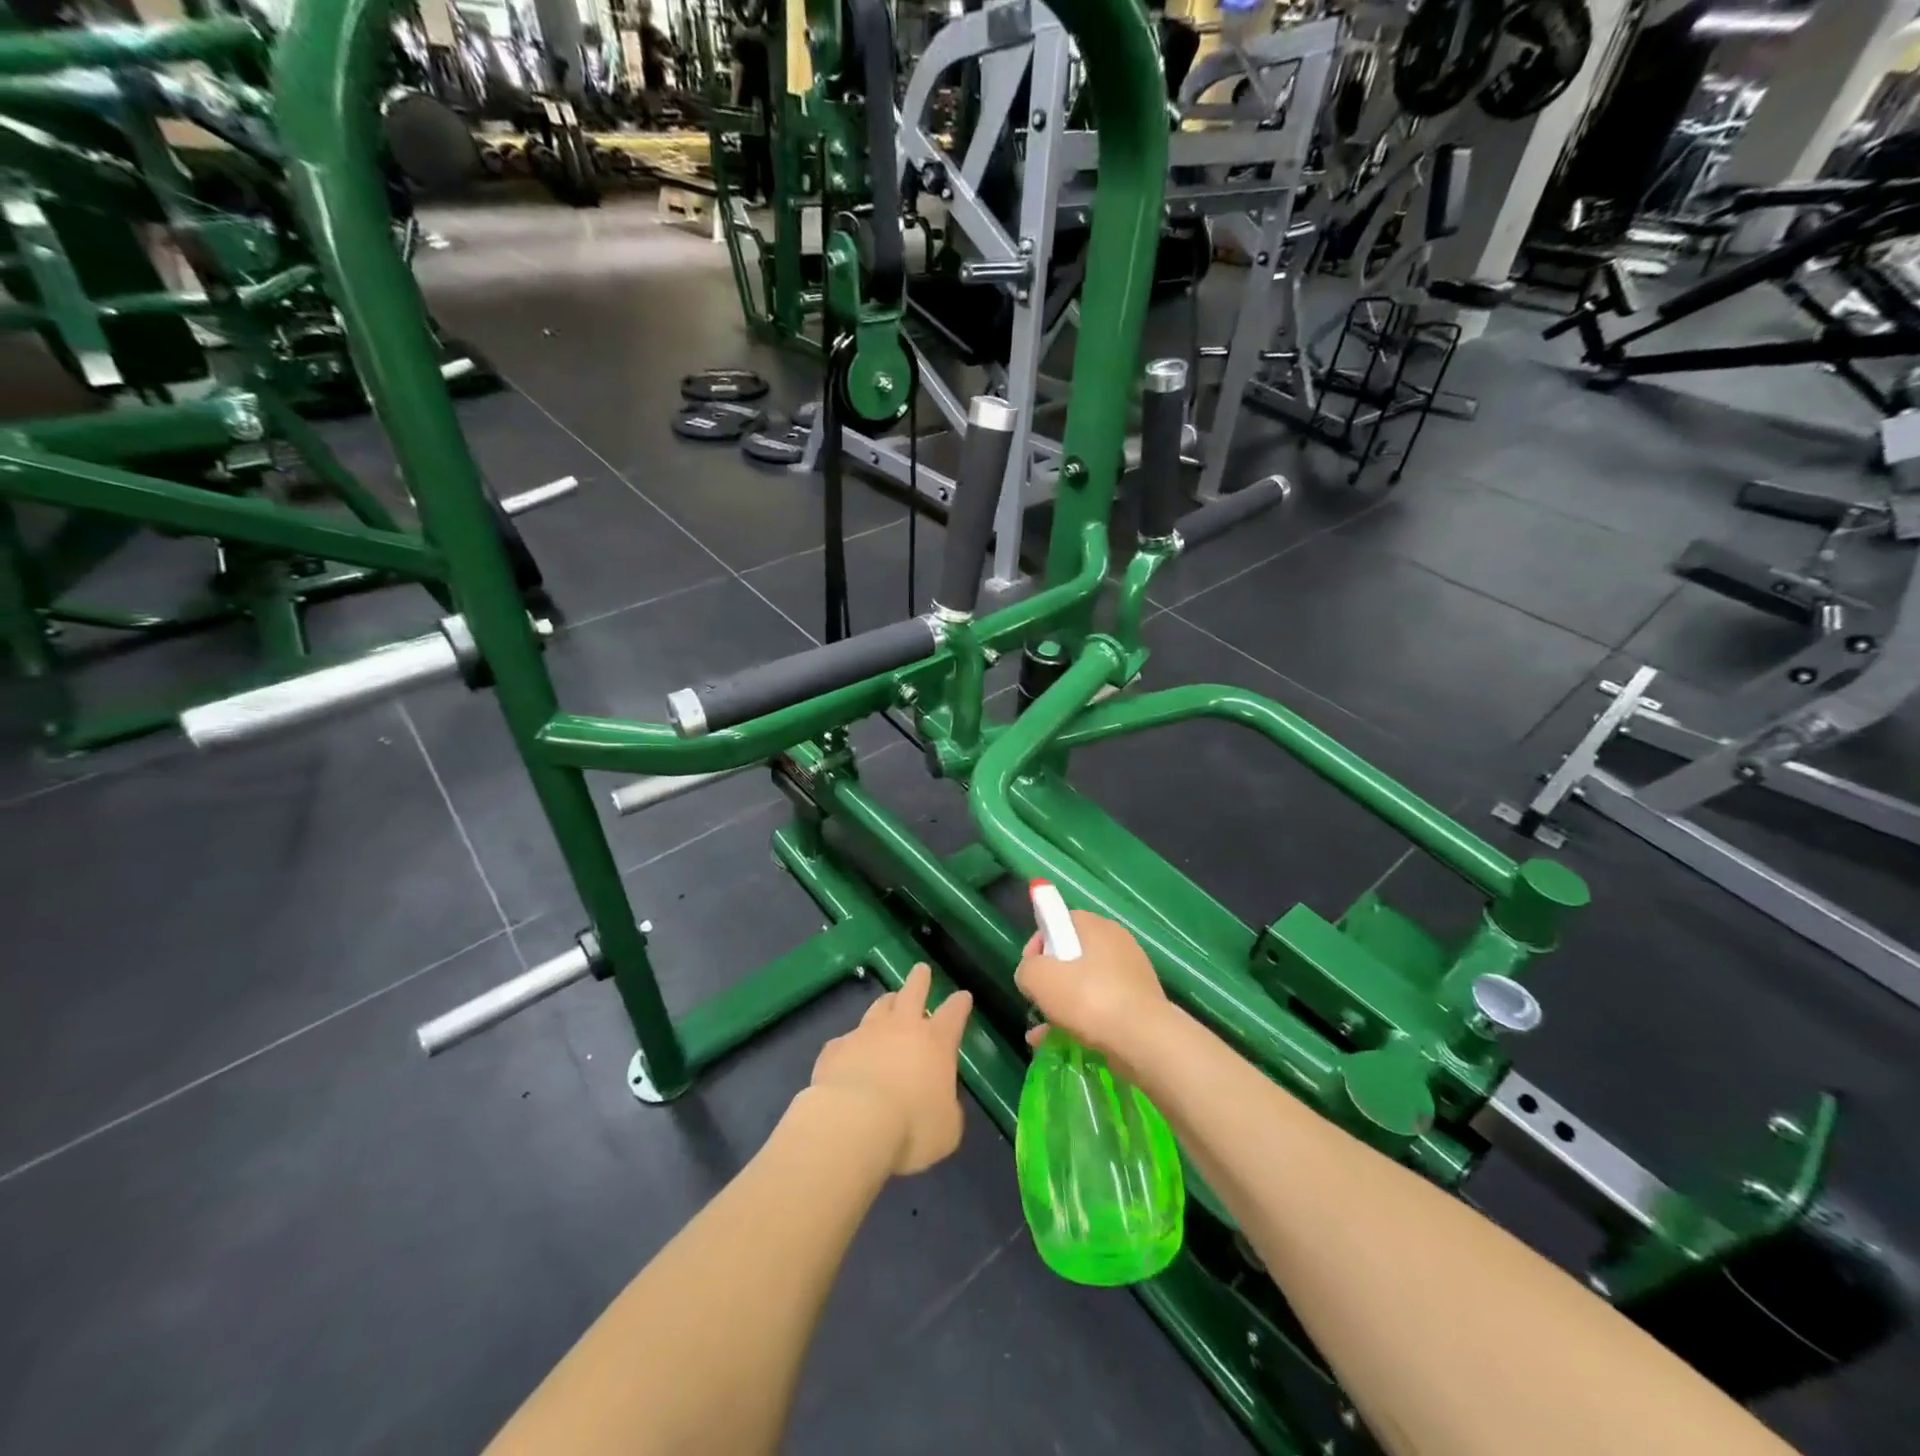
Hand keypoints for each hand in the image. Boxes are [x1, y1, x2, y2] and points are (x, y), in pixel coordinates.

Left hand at [807, 964, 972, 1175]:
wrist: (852, 1124)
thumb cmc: (911, 1128)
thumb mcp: (946, 1129)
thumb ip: (946, 1108)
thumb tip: (939, 1101)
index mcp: (936, 1042)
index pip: (954, 1013)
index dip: (960, 1004)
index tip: (963, 996)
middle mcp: (902, 1028)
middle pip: (913, 991)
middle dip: (920, 979)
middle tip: (922, 970)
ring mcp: (866, 1033)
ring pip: (879, 1007)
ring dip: (887, 1003)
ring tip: (889, 1001)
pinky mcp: (835, 1048)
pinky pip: (846, 1040)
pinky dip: (852, 1044)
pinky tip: (849, 1052)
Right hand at [1015, 910, 1167, 1060]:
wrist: (1145, 1042)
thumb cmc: (1089, 999)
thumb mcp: (1040, 978)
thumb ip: (1027, 970)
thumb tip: (1032, 975)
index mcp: (1097, 927)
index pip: (1061, 921)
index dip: (1039, 942)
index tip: (1030, 969)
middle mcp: (1118, 944)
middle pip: (1073, 954)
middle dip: (1051, 978)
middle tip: (1039, 1000)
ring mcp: (1132, 976)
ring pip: (1087, 985)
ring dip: (1063, 1004)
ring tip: (1043, 1031)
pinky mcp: (1140, 1006)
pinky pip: (1102, 1008)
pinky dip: (1081, 1021)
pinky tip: (1060, 1043)